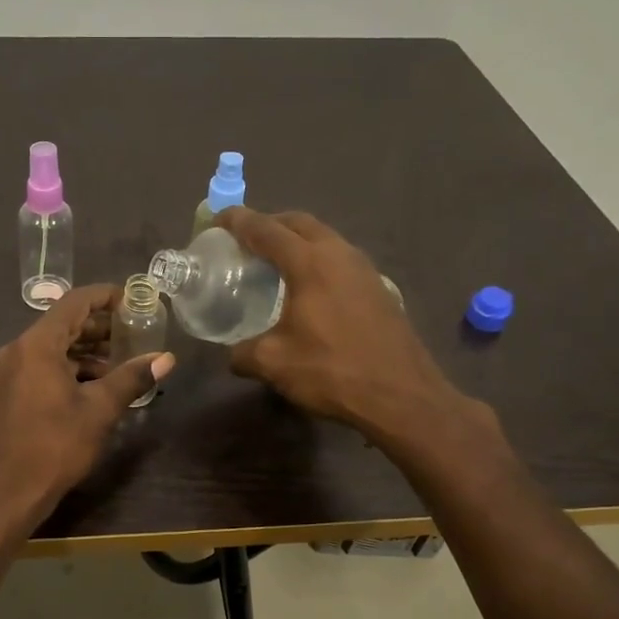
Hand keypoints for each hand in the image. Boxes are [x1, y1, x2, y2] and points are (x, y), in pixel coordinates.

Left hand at [0, 285, 175, 530]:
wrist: (5, 494)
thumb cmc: (54, 446)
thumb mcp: (99, 410)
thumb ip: (132, 378)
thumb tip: (166, 358)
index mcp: (37, 345)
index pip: (74, 302)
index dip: (106, 296)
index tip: (133, 301)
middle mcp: (18, 350)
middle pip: (62, 323)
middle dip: (99, 327)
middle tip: (134, 333)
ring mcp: (8, 372)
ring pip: (52, 348)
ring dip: (86, 351)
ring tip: (121, 363)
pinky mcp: (7, 393)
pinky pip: (41, 367)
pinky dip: (68, 369)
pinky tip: (94, 387)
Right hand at [218, 207, 460, 443]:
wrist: (402, 396)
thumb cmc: (333, 371)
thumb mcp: (274, 363)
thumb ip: (245, 353)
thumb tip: (234, 355)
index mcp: (310, 262)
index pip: (266, 229)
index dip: (238, 221)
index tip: (217, 221)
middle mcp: (339, 255)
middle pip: (299, 223)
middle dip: (269, 224)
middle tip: (245, 240)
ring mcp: (364, 270)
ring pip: (324, 239)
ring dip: (297, 241)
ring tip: (274, 263)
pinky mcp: (379, 289)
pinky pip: (339, 260)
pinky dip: (316, 261)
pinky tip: (308, 289)